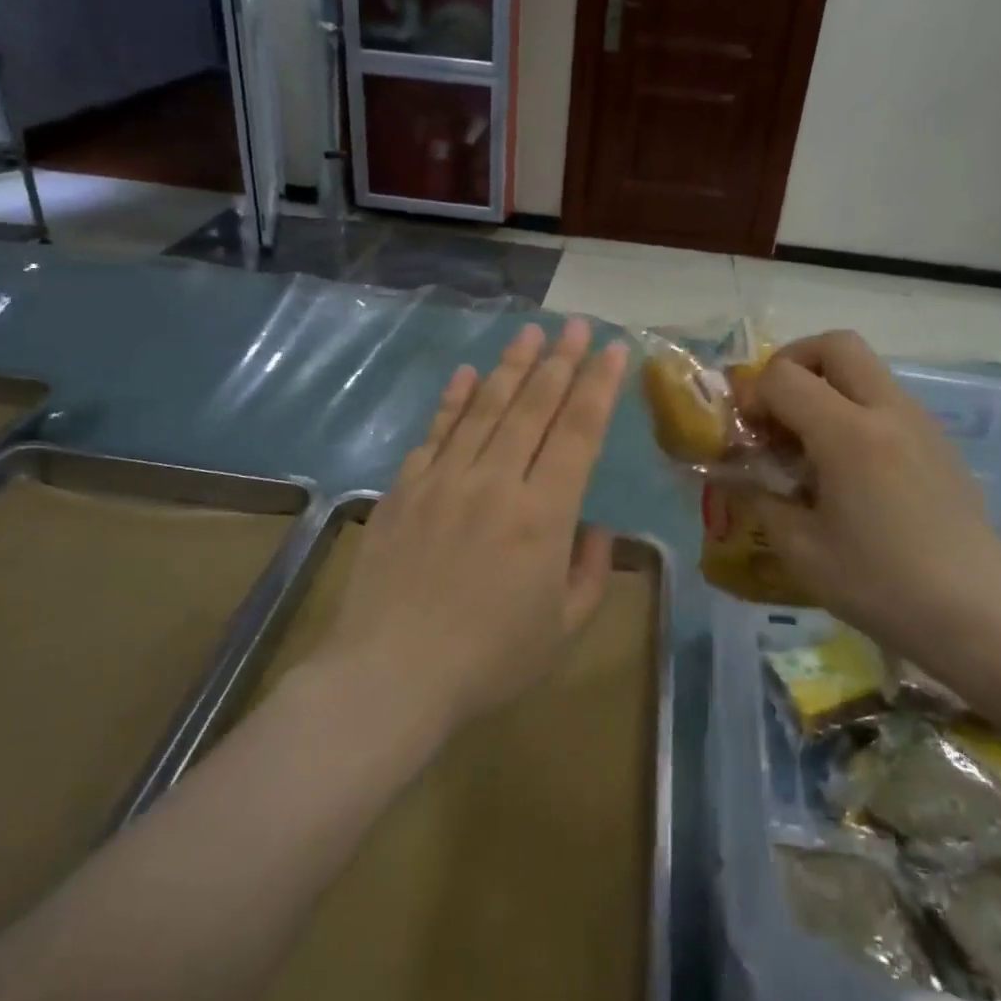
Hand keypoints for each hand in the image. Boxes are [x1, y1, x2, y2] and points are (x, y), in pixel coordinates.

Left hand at [322, 319, 629, 734]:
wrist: (389, 676)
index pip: (578, 432)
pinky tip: (465, 373)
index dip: (598, 387)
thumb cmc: (487, 661)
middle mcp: (496, 481)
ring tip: (530, 333)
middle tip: (575, 324)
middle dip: (559, 361)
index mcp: (544, 514)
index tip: (611, 349)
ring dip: (511, 366)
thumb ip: (590, 574)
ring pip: (485, 408)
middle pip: (533, 407)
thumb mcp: (562, 629)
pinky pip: (435, 432)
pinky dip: (453, 400)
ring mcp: (445, 479)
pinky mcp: (405, 489)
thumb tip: (596, 529)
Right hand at [743, 331, 1000, 662]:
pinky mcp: (939, 441)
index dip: (753, 396)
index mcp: (849, 435)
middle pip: (836, 344)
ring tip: (811, 442)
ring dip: (827, 386)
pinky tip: (850, 467)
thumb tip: (736, 474)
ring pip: (865, 368)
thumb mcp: (800, 549)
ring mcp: (921, 422)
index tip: (748, 435)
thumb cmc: (879, 585)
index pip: (784, 376)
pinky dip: (856, 409)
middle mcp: (888, 412)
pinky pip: (887, 399)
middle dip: (795, 362)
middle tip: (778, 407)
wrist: (974, 615)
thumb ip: (760, 498)